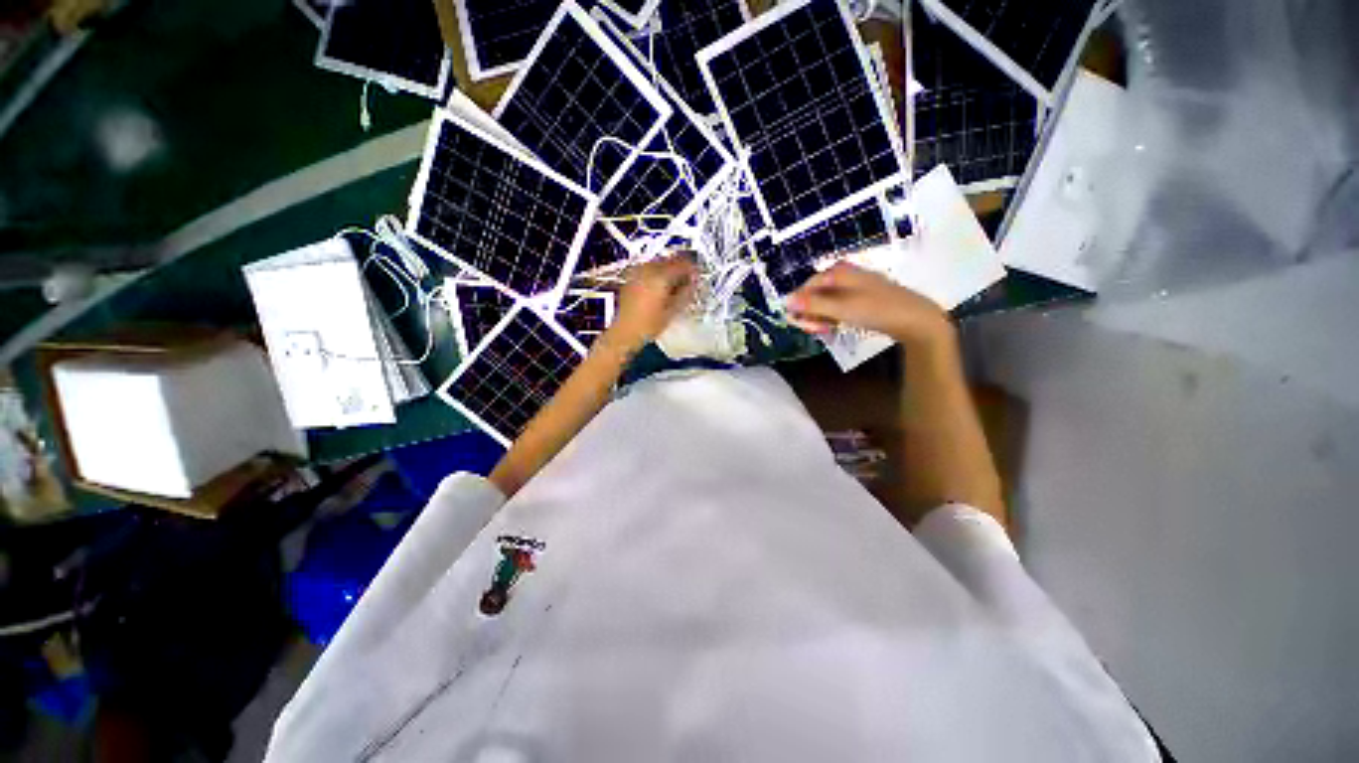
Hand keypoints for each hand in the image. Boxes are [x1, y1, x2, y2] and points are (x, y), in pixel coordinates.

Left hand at [605, 254, 697, 351]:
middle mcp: (648, 269)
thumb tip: (693, 283)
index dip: (692, 269)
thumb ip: (685, 294)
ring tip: (675, 285)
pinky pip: (649, 269)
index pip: (682, 264)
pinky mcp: (630, 278)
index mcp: (661, 276)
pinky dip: (658, 274)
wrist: (623, 332)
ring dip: (669, 271)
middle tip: (688, 282)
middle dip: (680, 269)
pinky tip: (660, 287)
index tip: (698, 277)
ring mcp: (637, 272)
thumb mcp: (672, 312)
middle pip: (670, 261)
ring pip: (658, 263)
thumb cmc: (649, 325)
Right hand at [785, 262, 951, 344]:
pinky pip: (838, 307)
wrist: (916, 320)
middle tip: (816, 330)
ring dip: (821, 317)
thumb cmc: (877, 310)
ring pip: (826, 302)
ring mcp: (854, 287)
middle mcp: (845, 275)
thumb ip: (812, 305)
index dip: (800, 304)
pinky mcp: (862, 299)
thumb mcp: (841, 309)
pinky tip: (835, 327)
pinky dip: (833, 318)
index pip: (807, 286)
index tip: (799, 323)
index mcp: (839, 272)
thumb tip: (784, 301)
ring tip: (826, 331)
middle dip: (811, 313)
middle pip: (816, 294)